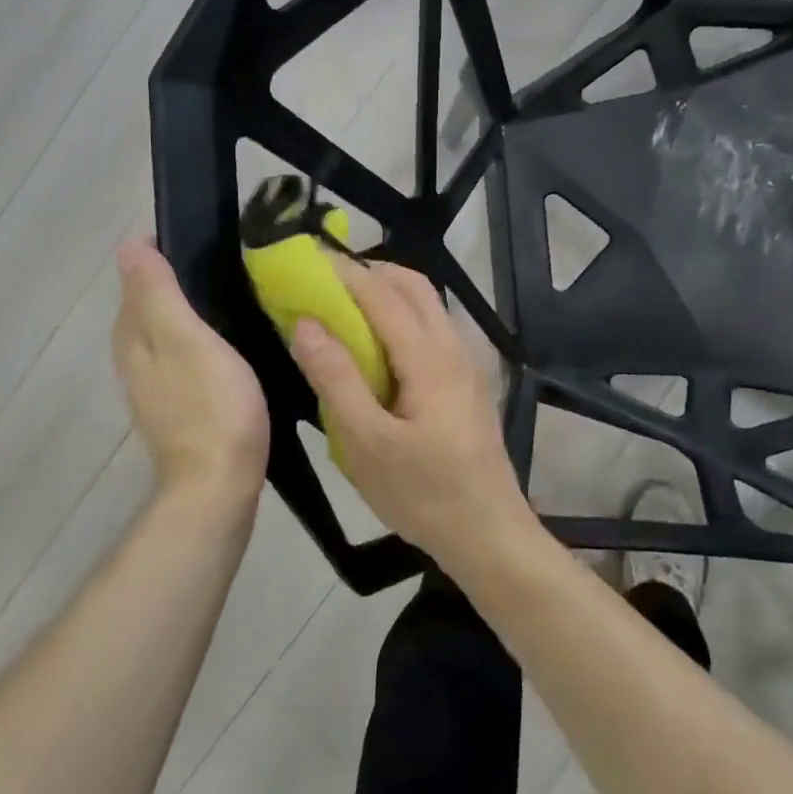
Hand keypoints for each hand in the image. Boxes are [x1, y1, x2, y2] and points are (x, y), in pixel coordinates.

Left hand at [113, 238, 269, 509]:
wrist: (218, 484)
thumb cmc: (210, 406)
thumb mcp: (186, 339)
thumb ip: (158, 293)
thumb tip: (130, 246)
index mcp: (133, 336)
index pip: (136, 278)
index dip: (164, 253)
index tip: (206, 241)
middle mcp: (135, 358)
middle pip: (150, 306)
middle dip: (177, 280)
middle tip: (227, 264)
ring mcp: (156, 387)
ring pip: (168, 333)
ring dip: (191, 312)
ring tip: (234, 297)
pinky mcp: (179, 407)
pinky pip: (184, 358)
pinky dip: (200, 342)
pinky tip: (230, 345)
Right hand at [289, 256, 534, 567]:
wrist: (489, 533)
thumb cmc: (423, 494)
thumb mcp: (366, 444)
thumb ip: (336, 378)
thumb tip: (305, 322)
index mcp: (429, 357)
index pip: (380, 293)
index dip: (341, 271)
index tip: (304, 260)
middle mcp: (453, 346)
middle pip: (412, 285)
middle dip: (367, 272)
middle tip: (322, 282)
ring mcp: (466, 362)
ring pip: (426, 304)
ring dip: (386, 291)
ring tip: (343, 308)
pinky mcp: (467, 380)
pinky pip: (432, 327)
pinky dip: (401, 315)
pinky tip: (377, 346)